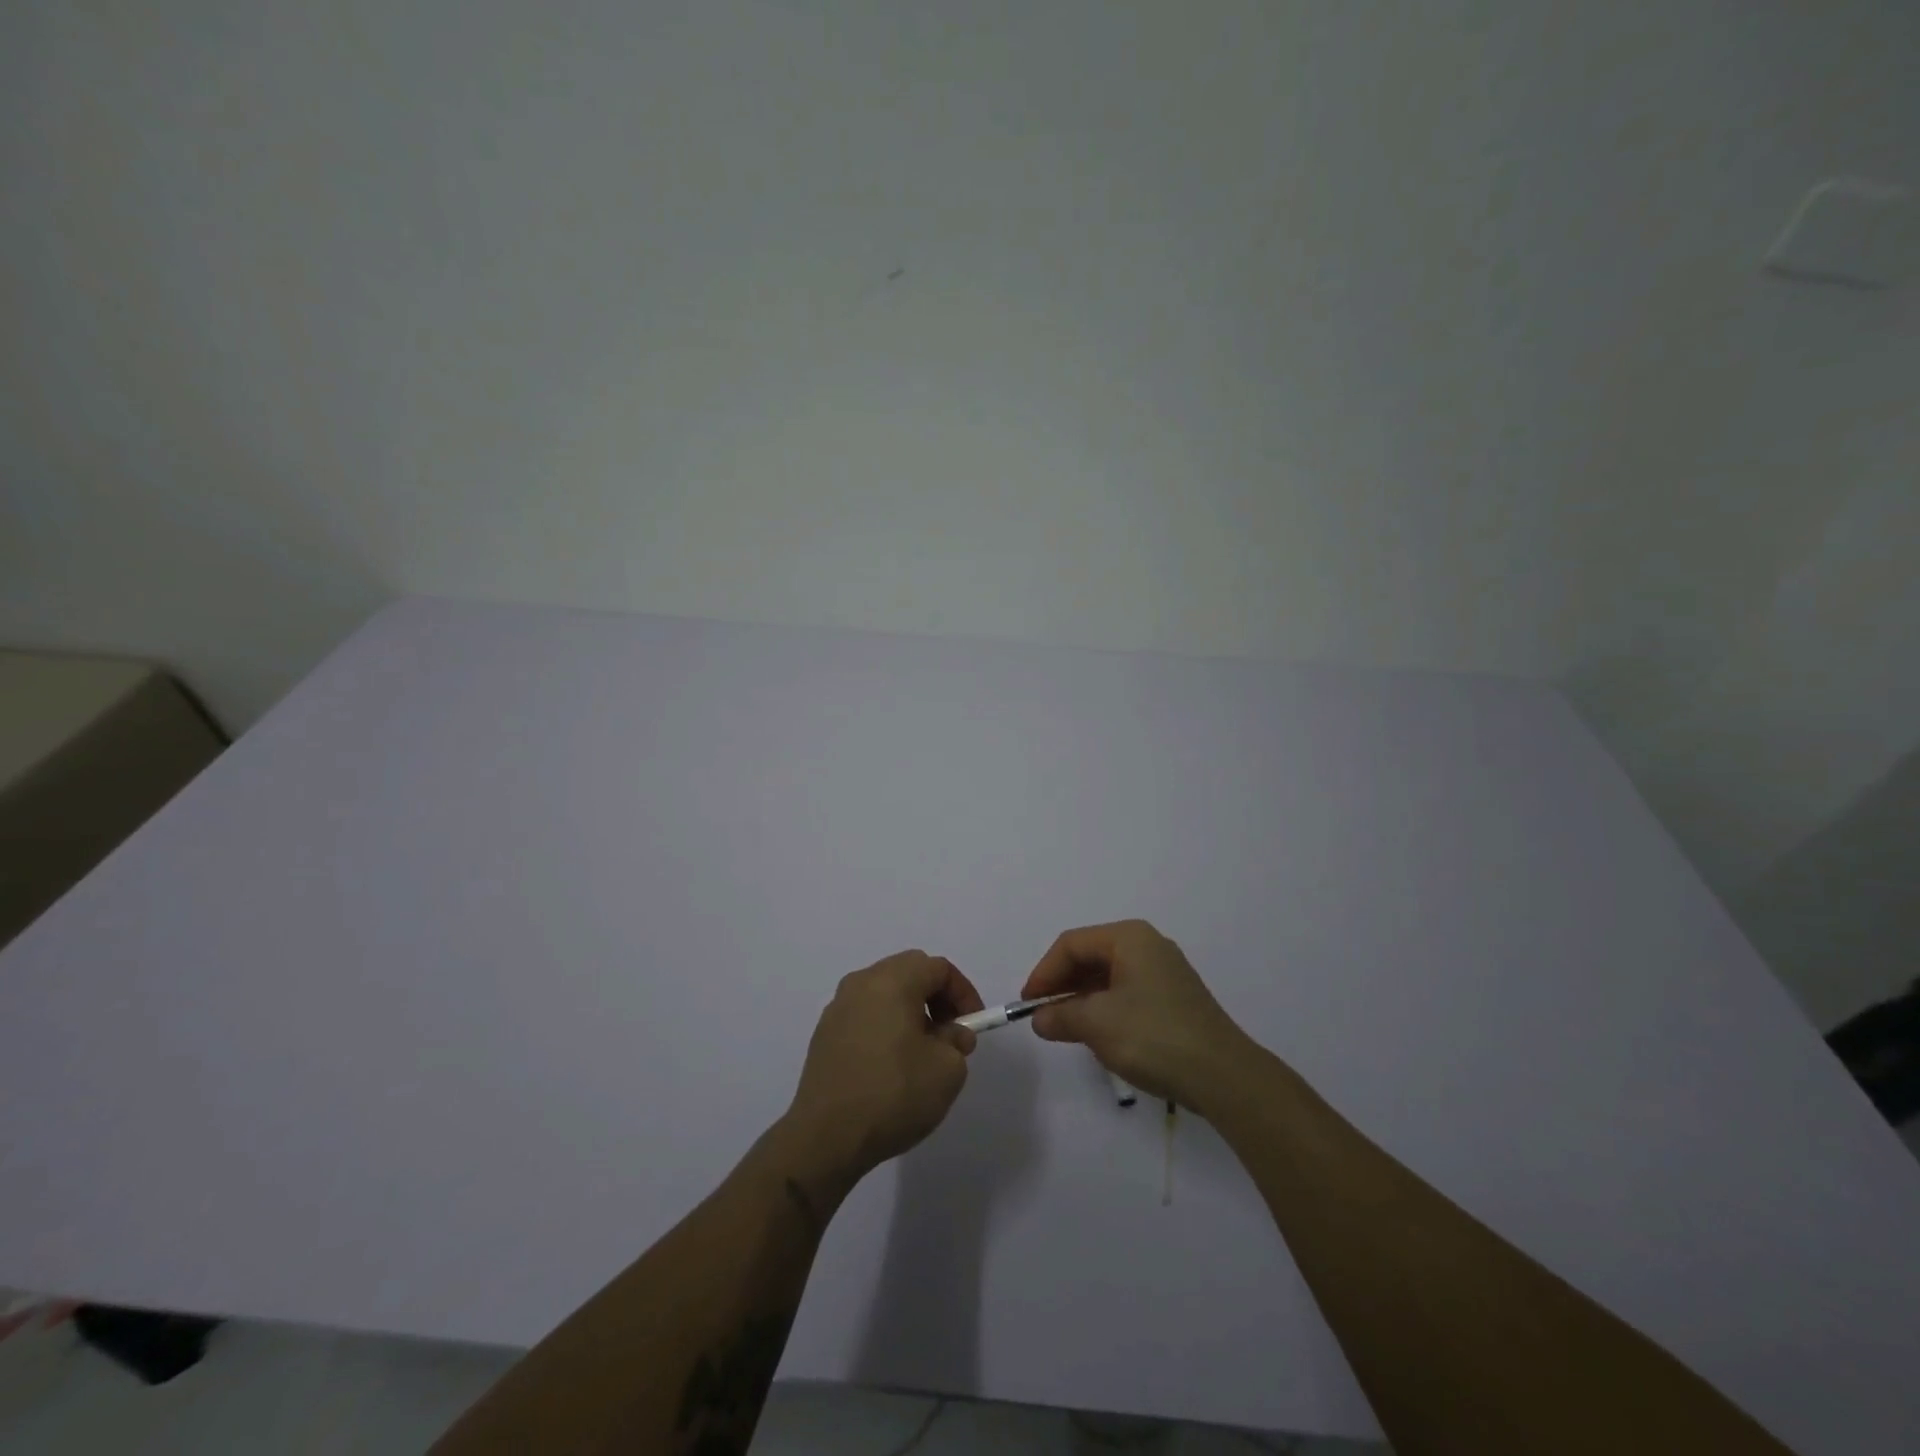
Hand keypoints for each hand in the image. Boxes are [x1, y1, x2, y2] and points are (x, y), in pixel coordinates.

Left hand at [783, 950, 984, 1192]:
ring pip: (884, 993)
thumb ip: (957, 1041)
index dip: (963, 992)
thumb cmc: (893, 1094)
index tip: (972, 1026)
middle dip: (937, 998)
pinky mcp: (824, 1034)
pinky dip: (885, 1026)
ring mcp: (837, 1007)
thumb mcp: (947, 1070)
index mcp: (892, 980)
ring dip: (910, 1011)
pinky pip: (865, 1015)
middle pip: (909, 972)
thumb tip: (950, 1033)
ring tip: (922, 1051)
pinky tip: (891, 1064)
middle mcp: (861, 983)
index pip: (938, 968)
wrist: (825, 1137)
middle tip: (950, 1034)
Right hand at [1021, 919, 1250, 1110]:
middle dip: (1063, 985)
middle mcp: (1148, 945)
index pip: (1071, 944)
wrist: (1223, 1076)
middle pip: (1091, 956)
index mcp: (1129, 937)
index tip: (1027, 1005)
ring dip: (1082, 999)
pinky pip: (1127, 993)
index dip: (1044, 973)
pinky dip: (1105, 1009)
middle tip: (1043, 1017)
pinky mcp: (1174, 999)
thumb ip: (1061, 1016)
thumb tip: (1040, 1019)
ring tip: (1066, 1028)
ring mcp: (1165, 972)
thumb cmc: (1153, 1036)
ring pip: (1109, 976)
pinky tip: (1099, 1035)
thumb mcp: (1096, 1024)